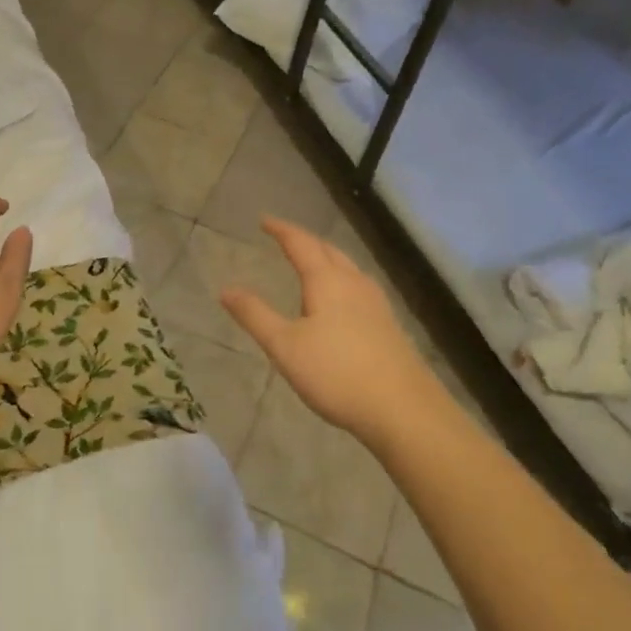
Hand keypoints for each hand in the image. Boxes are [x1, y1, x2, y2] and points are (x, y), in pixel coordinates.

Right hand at [221, 217, 447, 448]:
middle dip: (305, 241)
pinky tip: (342, 300)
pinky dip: (341, 280)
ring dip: (326, 258)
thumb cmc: (336, 373)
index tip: (264, 220)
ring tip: (311, 263)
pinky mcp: (388, 325)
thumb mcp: (284, 346)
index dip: (281, 230)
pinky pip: (359, 287)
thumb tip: (226, 289)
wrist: (403, 409)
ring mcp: (376, 304)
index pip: (301, 244)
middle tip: (285, 238)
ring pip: (348, 268)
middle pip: (328, 251)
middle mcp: (354, 283)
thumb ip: (255, 315)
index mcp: (327, 281)